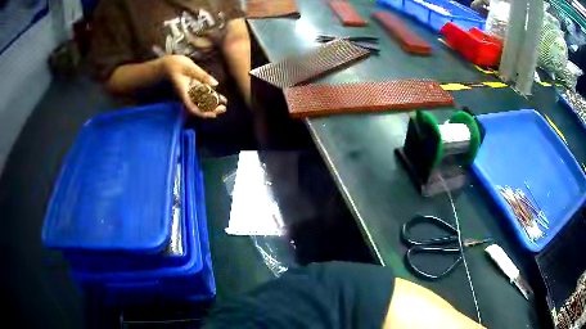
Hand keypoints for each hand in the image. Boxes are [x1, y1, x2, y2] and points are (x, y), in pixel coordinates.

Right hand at [161, 55, 226, 117]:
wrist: (168, 64)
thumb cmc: (176, 64)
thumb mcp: (190, 67)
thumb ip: (202, 75)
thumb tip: (215, 83)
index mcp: (184, 93)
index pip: (193, 108)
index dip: (203, 113)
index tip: (213, 115)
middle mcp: (187, 95)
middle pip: (199, 107)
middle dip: (211, 110)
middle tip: (224, 108)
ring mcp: (189, 92)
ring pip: (202, 101)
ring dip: (212, 103)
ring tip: (224, 102)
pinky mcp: (192, 87)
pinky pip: (201, 95)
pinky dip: (210, 96)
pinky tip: (219, 96)